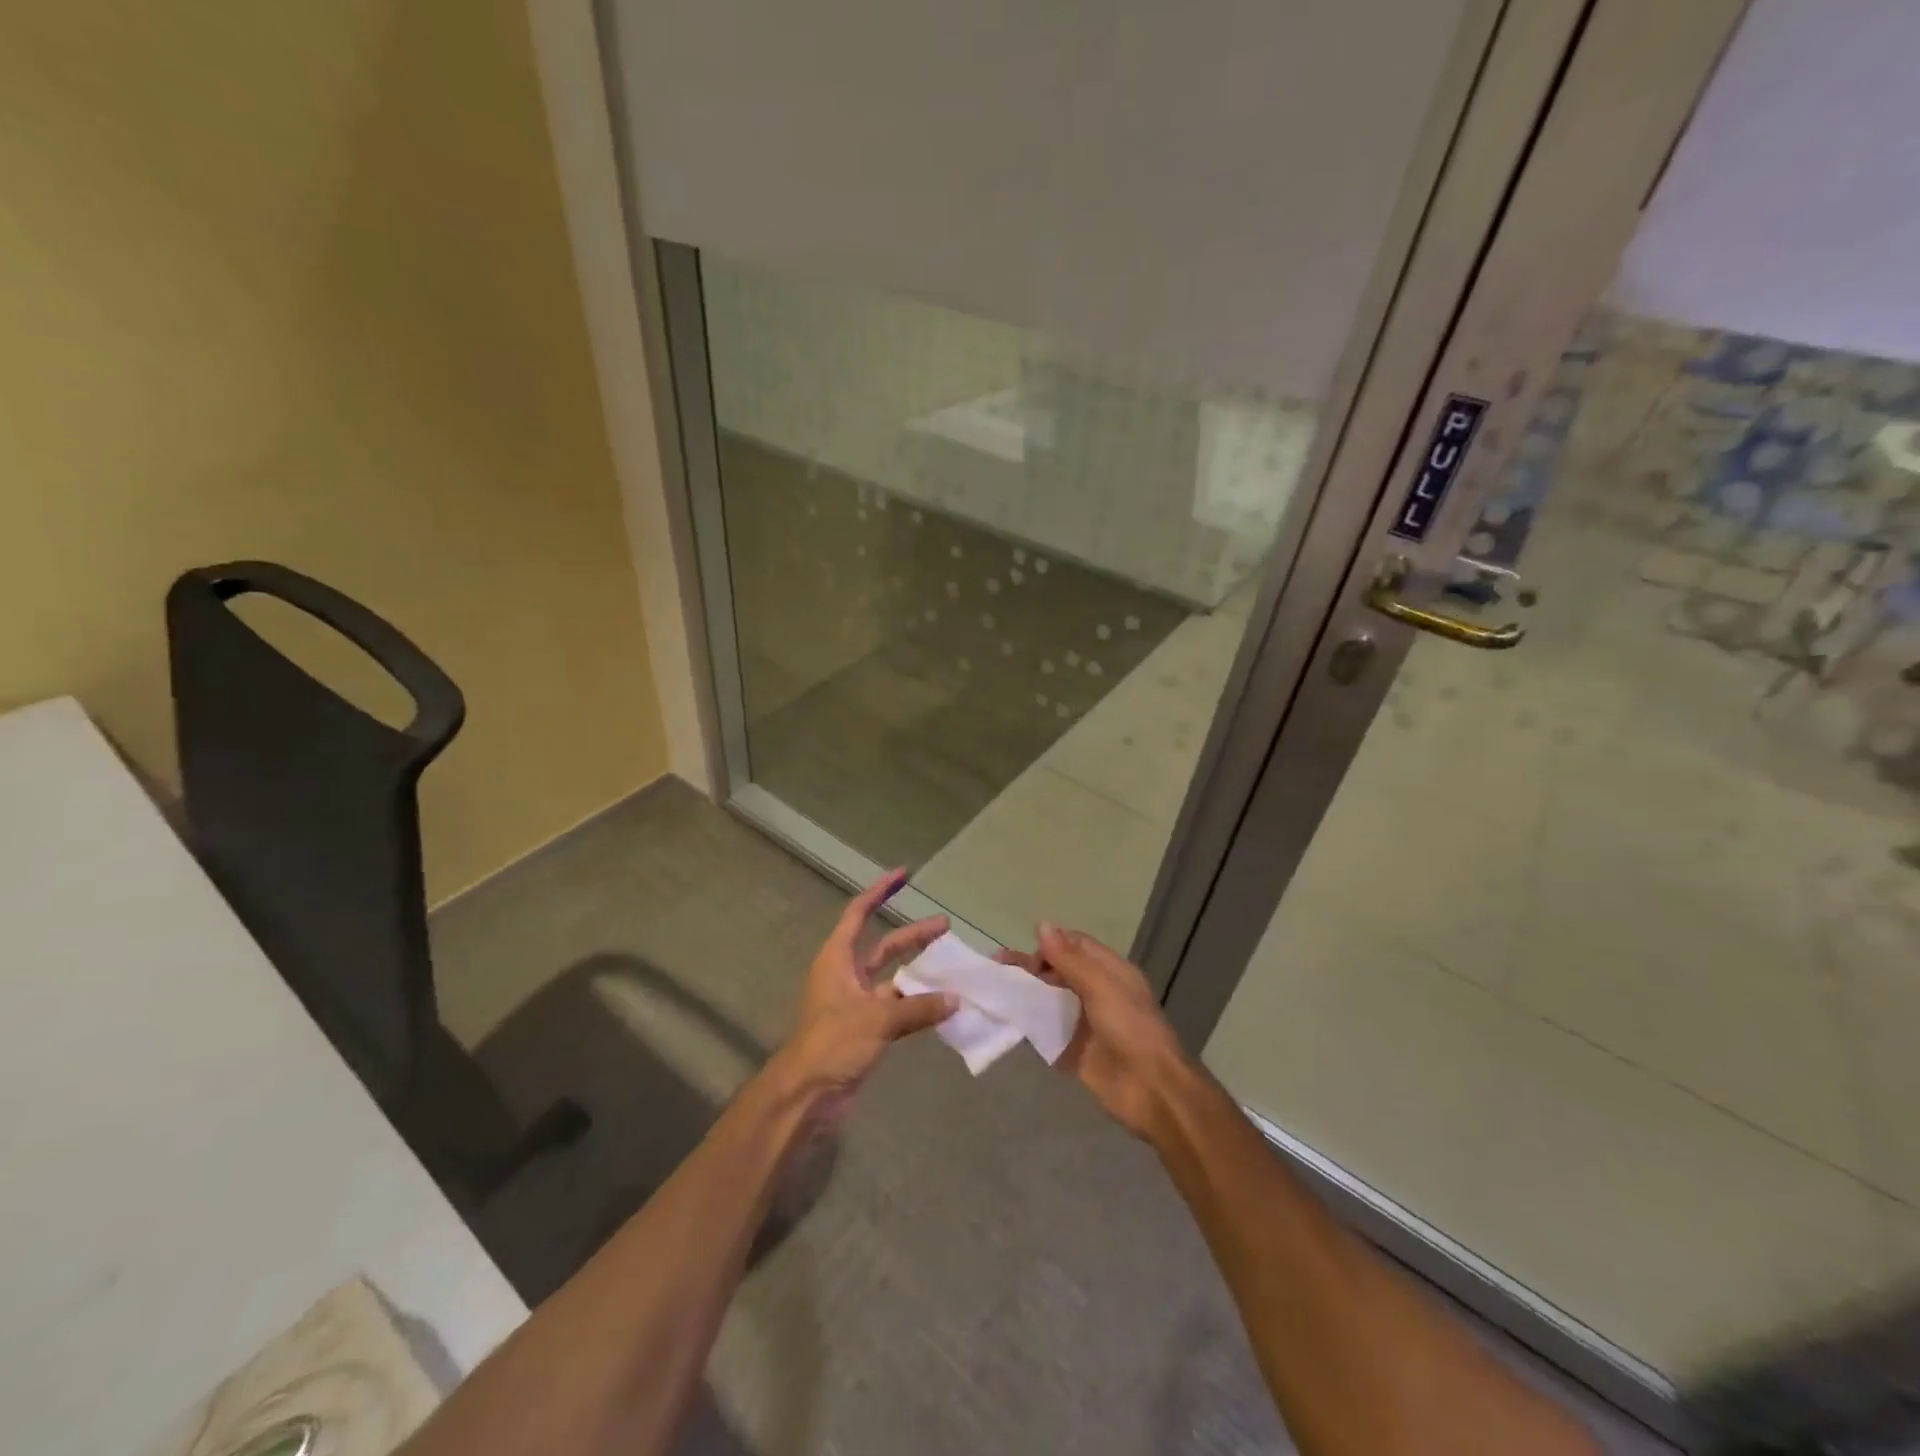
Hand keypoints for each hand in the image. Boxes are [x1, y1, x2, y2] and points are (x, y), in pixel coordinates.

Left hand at [768, 870, 956, 1126]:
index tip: (903, 875)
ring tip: (952, 968)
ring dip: (919, 973)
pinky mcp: (866, 1028)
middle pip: (883, 945)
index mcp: (837, 959)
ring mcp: (856, 1003)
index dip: (879, 892)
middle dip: (913, 936)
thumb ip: (918, 1007)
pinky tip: (943, 1005)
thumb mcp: (878, 1019)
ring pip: (893, 978)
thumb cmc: (834, 1043)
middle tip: (945, 927)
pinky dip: (917, 1004)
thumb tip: (955, 999)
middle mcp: (846, 975)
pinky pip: (897, 1007)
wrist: (808, 1094)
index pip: (858, 914)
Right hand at [999, 922, 1196, 1142]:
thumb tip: (1041, 924)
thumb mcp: (1100, 986)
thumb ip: (1069, 959)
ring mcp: (1082, 1023)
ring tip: (994, 992)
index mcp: (1109, 971)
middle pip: (1057, 971)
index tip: (1025, 953)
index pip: (1074, 946)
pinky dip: (1026, 1024)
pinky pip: (1045, 1032)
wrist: (1151, 1089)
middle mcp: (1095, 992)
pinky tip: (1003, 1021)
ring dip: (1024, 994)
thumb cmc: (1130, 1028)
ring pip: (1048, 1000)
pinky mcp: (1072, 1051)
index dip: (1050, 945)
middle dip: (1029, 968)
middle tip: (998, 969)